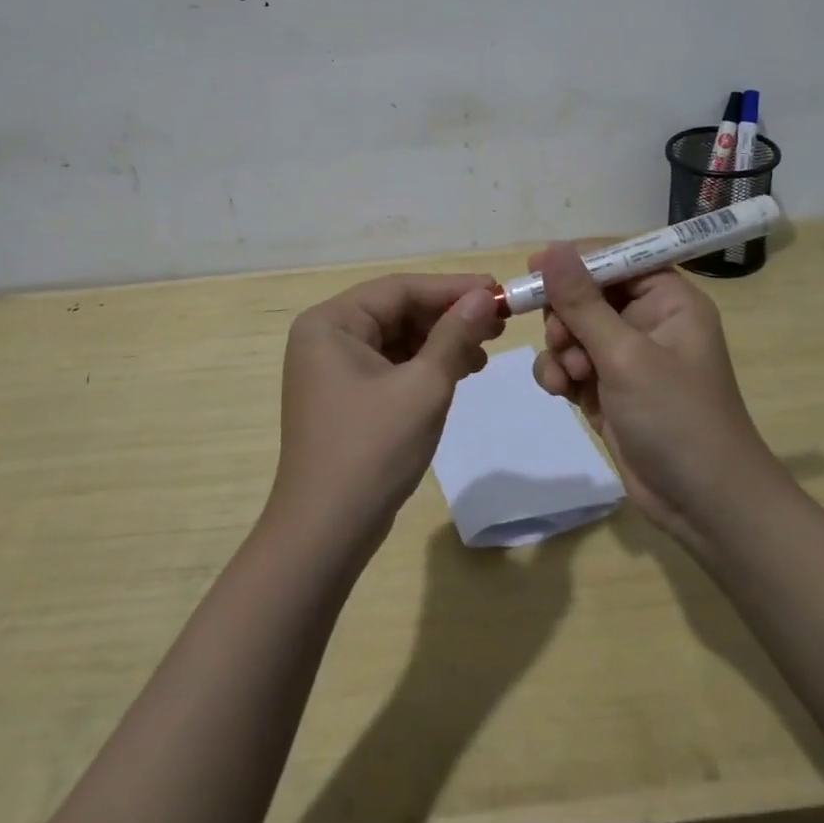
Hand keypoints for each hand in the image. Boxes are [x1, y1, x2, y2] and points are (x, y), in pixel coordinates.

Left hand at [271, 273, 505, 553]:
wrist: (325, 534)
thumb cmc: (372, 450)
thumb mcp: (423, 387)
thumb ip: (455, 335)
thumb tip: (485, 296)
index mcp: (331, 322)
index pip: (400, 289)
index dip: (452, 288)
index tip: (498, 290)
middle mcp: (325, 336)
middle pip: (397, 310)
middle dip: (448, 316)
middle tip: (498, 321)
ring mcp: (331, 367)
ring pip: (396, 338)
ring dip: (440, 341)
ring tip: (485, 349)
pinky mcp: (344, 395)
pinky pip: (390, 364)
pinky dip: (424, 365)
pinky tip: (460, 370)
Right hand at [530, 243, 778, 548]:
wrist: (704, 506)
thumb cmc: (676, 417)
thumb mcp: (625, 355)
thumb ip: (582, 302)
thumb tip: (550, 249)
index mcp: (667, 299)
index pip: (615, 258)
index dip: (574, 261)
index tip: (534, 271)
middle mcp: (647, 319)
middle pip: (586, 293)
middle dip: (566, 316)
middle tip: (561, 340)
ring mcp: (626, 356)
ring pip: (572, 329)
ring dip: (560, 348)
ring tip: (568, 376)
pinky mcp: (608, 387)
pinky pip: (570, 363)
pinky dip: (559, 373)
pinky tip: (560, 392)